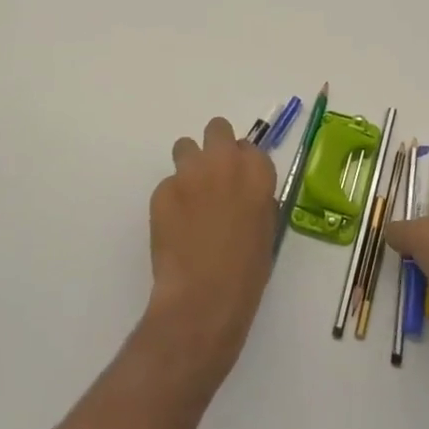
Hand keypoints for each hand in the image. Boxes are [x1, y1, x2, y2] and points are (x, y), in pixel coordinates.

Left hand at [146, 117, 277, 375]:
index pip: (249, 147)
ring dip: (189, 165)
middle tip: (212, 177)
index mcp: (257, 172)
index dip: (242, 163)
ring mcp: (190, 173)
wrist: (203, 299)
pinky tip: (174, 227)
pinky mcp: (162, 190)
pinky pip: (167, 184)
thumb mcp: (266, 229)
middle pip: (217, 129)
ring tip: (189, 197)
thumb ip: (256, 197)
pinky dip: (171, 199)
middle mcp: (225, 162)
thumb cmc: (247, 273)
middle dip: (214, 147)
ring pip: (185, 147)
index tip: (238, 182)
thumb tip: (243, 190)